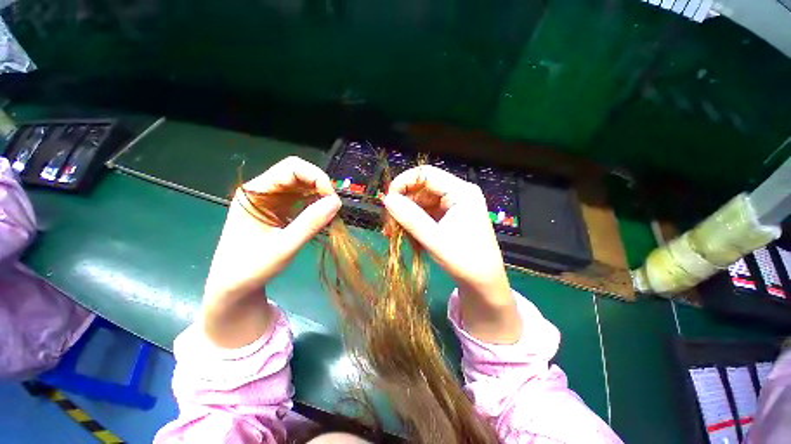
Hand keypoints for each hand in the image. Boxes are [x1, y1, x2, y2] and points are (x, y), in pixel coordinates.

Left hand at [202, 157, 340, 347]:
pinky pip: (300, 198)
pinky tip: (320, 215)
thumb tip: (336, 202)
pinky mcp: (277, 210)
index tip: (332, 199)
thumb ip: (310, 223)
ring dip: (318, 194)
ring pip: (301, 185)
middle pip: (297, 173)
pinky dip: (314, 203)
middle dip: (319, 185)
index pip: (290, 168)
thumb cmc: (251, 269)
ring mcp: (270, 200)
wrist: (233, 287)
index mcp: (254, 194)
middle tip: (333, 206)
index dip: (316, 177)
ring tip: (329, 212)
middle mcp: (262, 191)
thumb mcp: (284, 247)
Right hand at [383, 166, 521, 343]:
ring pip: (420, 202)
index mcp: (461, 192)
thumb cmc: (465, 261)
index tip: (387, 201)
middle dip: (402, 205)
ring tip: (396, 235)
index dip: (403, 183)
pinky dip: (414, 224)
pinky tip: (408, 238)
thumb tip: (387, 199)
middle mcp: (458, 193)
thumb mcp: (435, 239)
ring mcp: (453, 205)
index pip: (426, 174)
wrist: (483, 283)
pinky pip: (425, 213)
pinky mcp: (449, 217)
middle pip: (421, 188)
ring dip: (406, 217)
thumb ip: (410, 218)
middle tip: (389, 226)